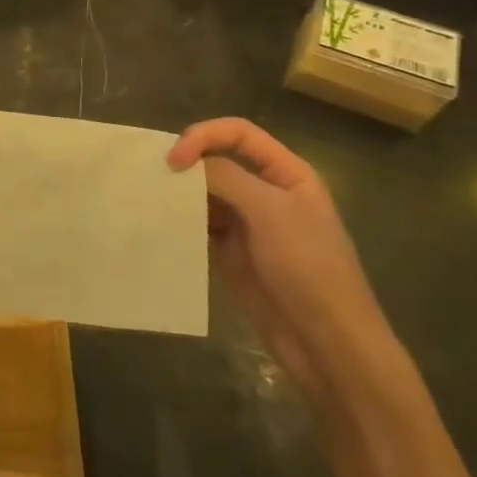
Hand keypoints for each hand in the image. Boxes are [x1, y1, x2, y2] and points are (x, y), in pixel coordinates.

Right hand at [167, 118, 394, 401]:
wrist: (327, 343)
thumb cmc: (308, 268)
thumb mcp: (271, 213)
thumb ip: (227, 178)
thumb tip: (185, 163)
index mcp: (287, 173)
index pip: (238, 133)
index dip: (204, 136)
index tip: (173, 159)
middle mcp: (266, 192)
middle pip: (218, 160)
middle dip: (186, 163)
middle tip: (153, 177)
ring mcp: (248, 224)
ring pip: (205, 193)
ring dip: (180, 193)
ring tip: (148, 199)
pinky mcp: (231, 253)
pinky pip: (199, 226)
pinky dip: (180, 222)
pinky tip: (159, 225)